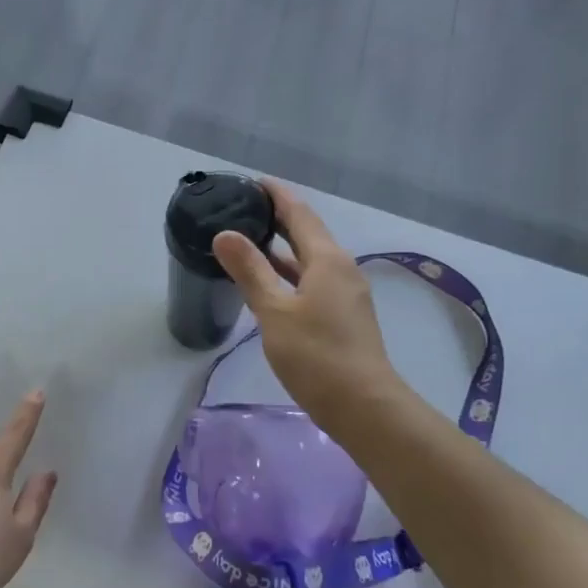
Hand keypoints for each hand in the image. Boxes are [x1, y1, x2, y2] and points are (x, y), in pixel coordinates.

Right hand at [212, 181, 408, 441]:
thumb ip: (250, 271)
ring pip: (309, 260)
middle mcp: (341, 269)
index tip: (253, 182)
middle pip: (307, 233)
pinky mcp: (342, 316)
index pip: (300, 214)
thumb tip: (225, 234)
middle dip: (279, 218)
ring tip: (249, 240)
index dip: (277, 196)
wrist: (362, 405)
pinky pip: (312, 281)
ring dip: (282, 248)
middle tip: (244, 208)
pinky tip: (268, 283)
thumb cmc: (315, 355)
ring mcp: (345, 294)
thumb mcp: (274, 311)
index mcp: (327, 260)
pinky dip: (289, 273)